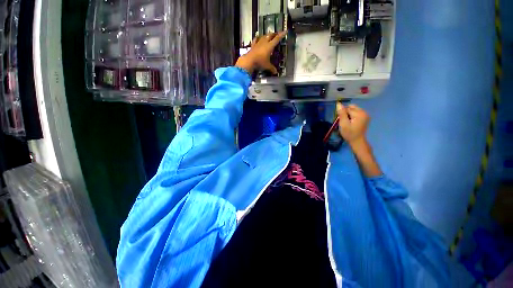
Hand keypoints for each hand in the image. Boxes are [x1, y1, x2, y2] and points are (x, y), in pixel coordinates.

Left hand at [235, 31, 286, 74]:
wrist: (249, 61)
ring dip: (267, 35)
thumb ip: (272, 68)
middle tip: (277, 34)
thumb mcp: (267, 66)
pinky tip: (257, 36)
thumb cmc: (260, 62)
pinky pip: (255, 40)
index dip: (281, 35)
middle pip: (270, 35)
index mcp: (270, 46)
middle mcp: (264, 42)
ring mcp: (258, 43)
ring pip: (264, 36)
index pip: (277, 39)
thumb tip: (275, 72)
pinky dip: (257, 37)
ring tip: (269, 35)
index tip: (285, 31)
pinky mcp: (253, 45)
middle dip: (274, 34)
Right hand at [337, 103, 381, 176]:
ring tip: (346, 122)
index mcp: (359, 113)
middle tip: (343, 121)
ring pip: (353, 110)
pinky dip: (351, 116)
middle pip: (351, 107)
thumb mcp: (343, 124)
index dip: (342, 113)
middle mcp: (364, 112)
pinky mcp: (365, 117)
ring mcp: (365, 115)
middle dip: (345, 112)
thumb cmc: (349, 133)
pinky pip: (356, 113)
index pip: (347, 108)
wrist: (357, 141)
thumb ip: (341, 113)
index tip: (339, 120)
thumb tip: (338, 103)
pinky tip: (350, 122)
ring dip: (348, 114)